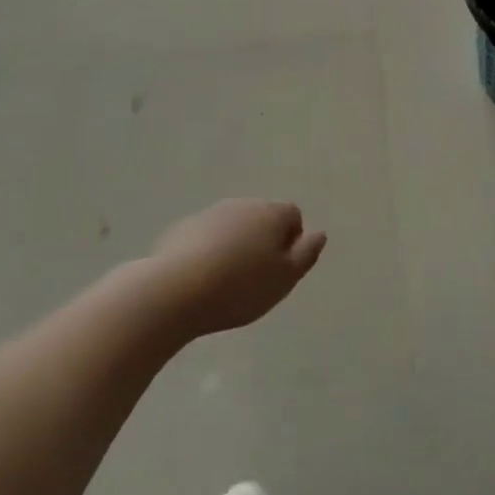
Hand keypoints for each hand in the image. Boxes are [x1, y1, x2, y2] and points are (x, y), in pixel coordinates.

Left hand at [149, 199, 325, 338]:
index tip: (280, 271)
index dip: (292, 242)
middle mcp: (242, 204)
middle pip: (261, 219)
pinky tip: (201, 281)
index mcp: (271, 213)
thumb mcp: (285, 278)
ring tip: (227, 283)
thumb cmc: (240, 286)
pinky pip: (206, 238)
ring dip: (235, 247)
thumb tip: (319, 233)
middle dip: (262, 243)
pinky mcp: (182, 228)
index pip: (293, 216)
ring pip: (233, 228)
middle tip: (256, 280)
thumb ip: (306, 254)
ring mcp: (209, 214)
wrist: (176, 290)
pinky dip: (209, 253)